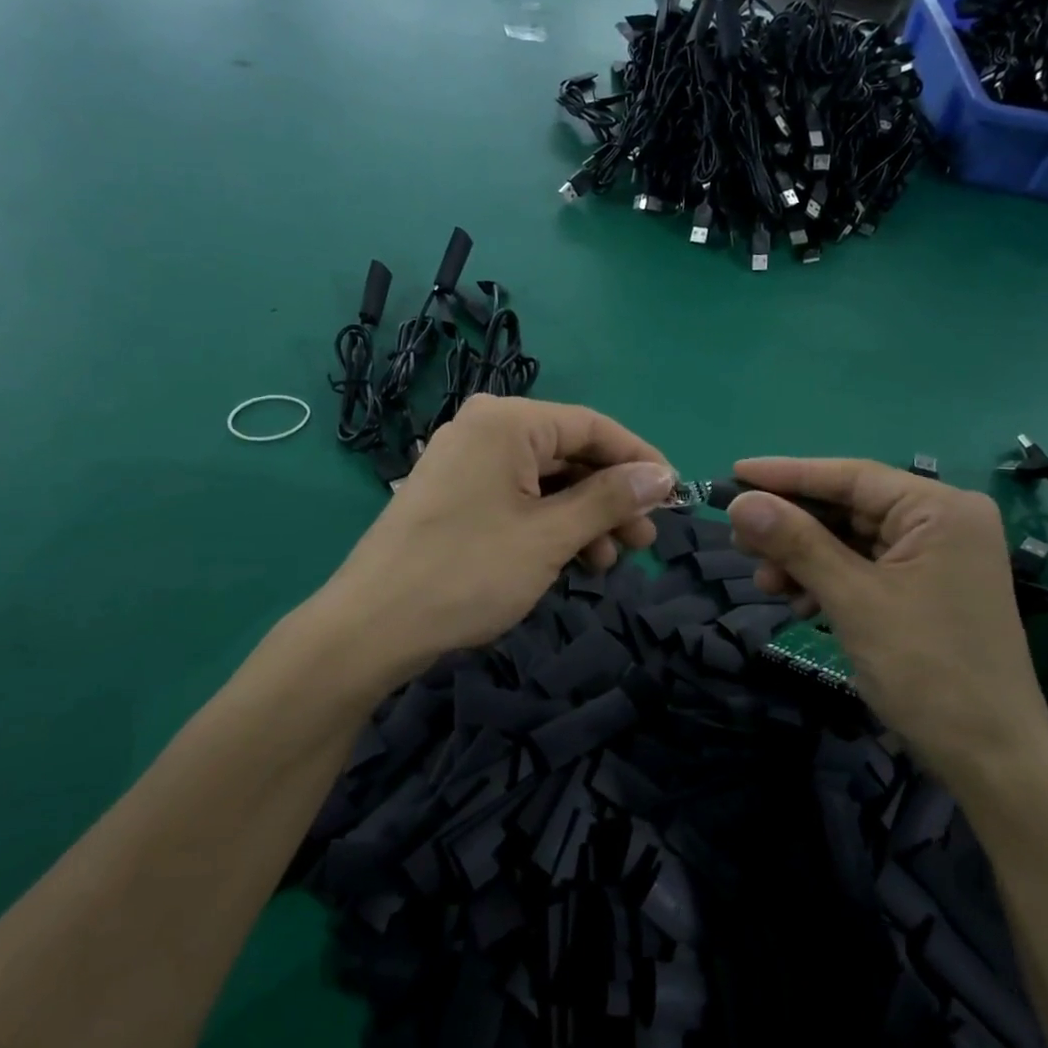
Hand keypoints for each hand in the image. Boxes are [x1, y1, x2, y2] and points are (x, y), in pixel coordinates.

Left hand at [325, 395, 672, 673]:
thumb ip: (610, 499)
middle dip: (610, 498)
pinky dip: (549, 526)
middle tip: (643, 542)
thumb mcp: (550, 535)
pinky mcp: (454, 494)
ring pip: (545, 481)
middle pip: (569, 453)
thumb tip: (662, 475)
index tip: (674, 496)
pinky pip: (517, 498)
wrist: (373, 625)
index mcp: (506, 421)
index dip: (639, 460)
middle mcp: (484, 428)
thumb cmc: (469, 572)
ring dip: (583, 519)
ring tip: (607, 564)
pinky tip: (571, 562)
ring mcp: (464, 462)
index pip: (592, 426)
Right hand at [725, 458, 1047, 785]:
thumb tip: (739, 503)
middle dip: (792, 527)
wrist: (990, 760)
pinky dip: (826, 582)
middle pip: (847, 508)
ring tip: (766, 584)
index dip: (786, 475)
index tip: (734, 473)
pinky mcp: (924, 591)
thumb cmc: (927, 669)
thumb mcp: (853, 598)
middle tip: (739, 539)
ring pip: (849, 541)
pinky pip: (862, 570)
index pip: (850, 477)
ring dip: (803, 559)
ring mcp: (935, 559)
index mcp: (940, 510)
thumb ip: (796, 543)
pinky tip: (799, 605)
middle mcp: (941, 523)